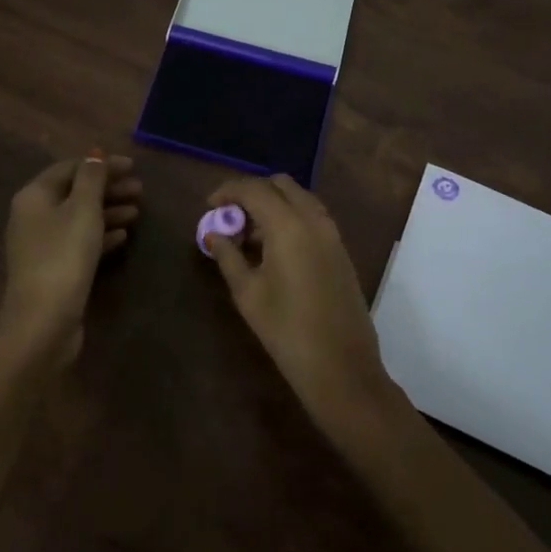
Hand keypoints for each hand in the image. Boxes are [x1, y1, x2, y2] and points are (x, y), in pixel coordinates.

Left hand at [0, 153, 139, 365]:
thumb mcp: (82, 209)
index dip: (101, 164)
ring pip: (79, 218)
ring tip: (138, 211)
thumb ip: (91, 179)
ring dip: (108, 211)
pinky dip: (101, 234)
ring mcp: (42, 245)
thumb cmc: (64, 255)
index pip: (69, 168)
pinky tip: (123, 235)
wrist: (43, 321)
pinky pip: (80, 242)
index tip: (133, 166)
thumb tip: (94, 155)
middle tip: (140, 190)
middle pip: (74, 193)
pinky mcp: (54, 269)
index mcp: (34, 196)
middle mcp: (33, 216)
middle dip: (108, 189)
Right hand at [204, 174, 398, 439]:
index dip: (228, 191)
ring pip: (299, 199)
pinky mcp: (341, 250)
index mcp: (288, 225)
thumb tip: (213, 234)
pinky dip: (291, 218)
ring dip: (273, 205)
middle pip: (280, 185)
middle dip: (253, 192)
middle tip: (230, 218)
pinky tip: (274, 248)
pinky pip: (312, 217)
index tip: (208, 206)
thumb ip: (228, 256)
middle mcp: (314, 219)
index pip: (254, 189)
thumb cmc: (287, 330)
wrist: (341, 366)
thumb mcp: (248, 293)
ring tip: (249, 236)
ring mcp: (332, 233)